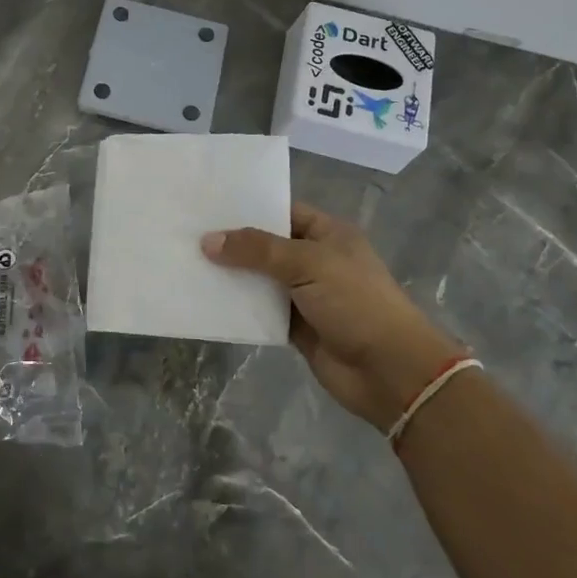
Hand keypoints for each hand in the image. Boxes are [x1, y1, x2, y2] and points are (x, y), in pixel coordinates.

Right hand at [203, 201, 462, 431]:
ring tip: (187, 263)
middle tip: (187, 233)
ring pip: (260, 279)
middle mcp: (315, 260)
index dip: (248, 208)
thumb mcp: (307, 264)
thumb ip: (257, 250)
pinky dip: (239, 306)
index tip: (207, 205)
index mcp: (328, 234)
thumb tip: (208, 241)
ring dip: (232, 276)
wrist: (389, 371)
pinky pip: (260, 310)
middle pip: (267, 245)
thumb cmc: (355, 303)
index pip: (282, 211)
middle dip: (233, 242)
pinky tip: (206, 299)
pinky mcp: (296, 327)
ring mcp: (305, 295)